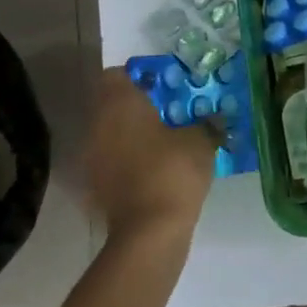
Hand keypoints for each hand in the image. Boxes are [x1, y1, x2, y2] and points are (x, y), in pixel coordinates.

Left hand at [82, 68, 216, 246]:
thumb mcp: (201, 141)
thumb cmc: (173, 171)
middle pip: (112, 105)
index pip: (116, 75)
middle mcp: (97, 124)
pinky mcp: (95, 185)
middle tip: (168, 114)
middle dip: (137, 108)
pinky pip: (112, 161)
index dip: (138, 77)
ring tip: (163, 144)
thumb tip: (214, 120)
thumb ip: (206, 124)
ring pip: (110, 134)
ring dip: (131, 135)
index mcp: (118, 104)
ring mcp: (92, 157)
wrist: (149, 231)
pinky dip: (128, 161)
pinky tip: (154, 171)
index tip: (162, 87)